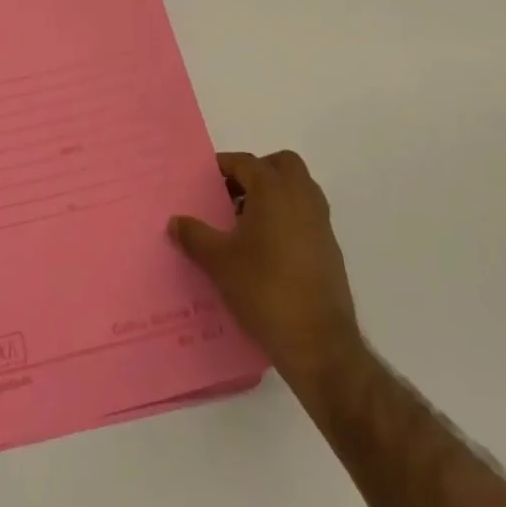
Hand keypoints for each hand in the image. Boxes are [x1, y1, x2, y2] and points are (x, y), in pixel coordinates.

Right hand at [170, 150, 364, 412]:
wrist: (319, 343)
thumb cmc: (265, 290)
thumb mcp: (218, 262)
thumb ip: (194, 235)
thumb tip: (175, 221)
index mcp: (273, 190)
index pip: (245, 162)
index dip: (222, 167)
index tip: (203, 182)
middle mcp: (302, 197)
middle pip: (281, 165)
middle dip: (257, 172)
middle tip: (232, 195)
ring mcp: (321, 223)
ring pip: (298, 189)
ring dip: (274, 195)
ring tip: (245, 223)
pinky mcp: (330, 249)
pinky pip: (306, 216)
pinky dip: (287, 218)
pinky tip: (266, 250)